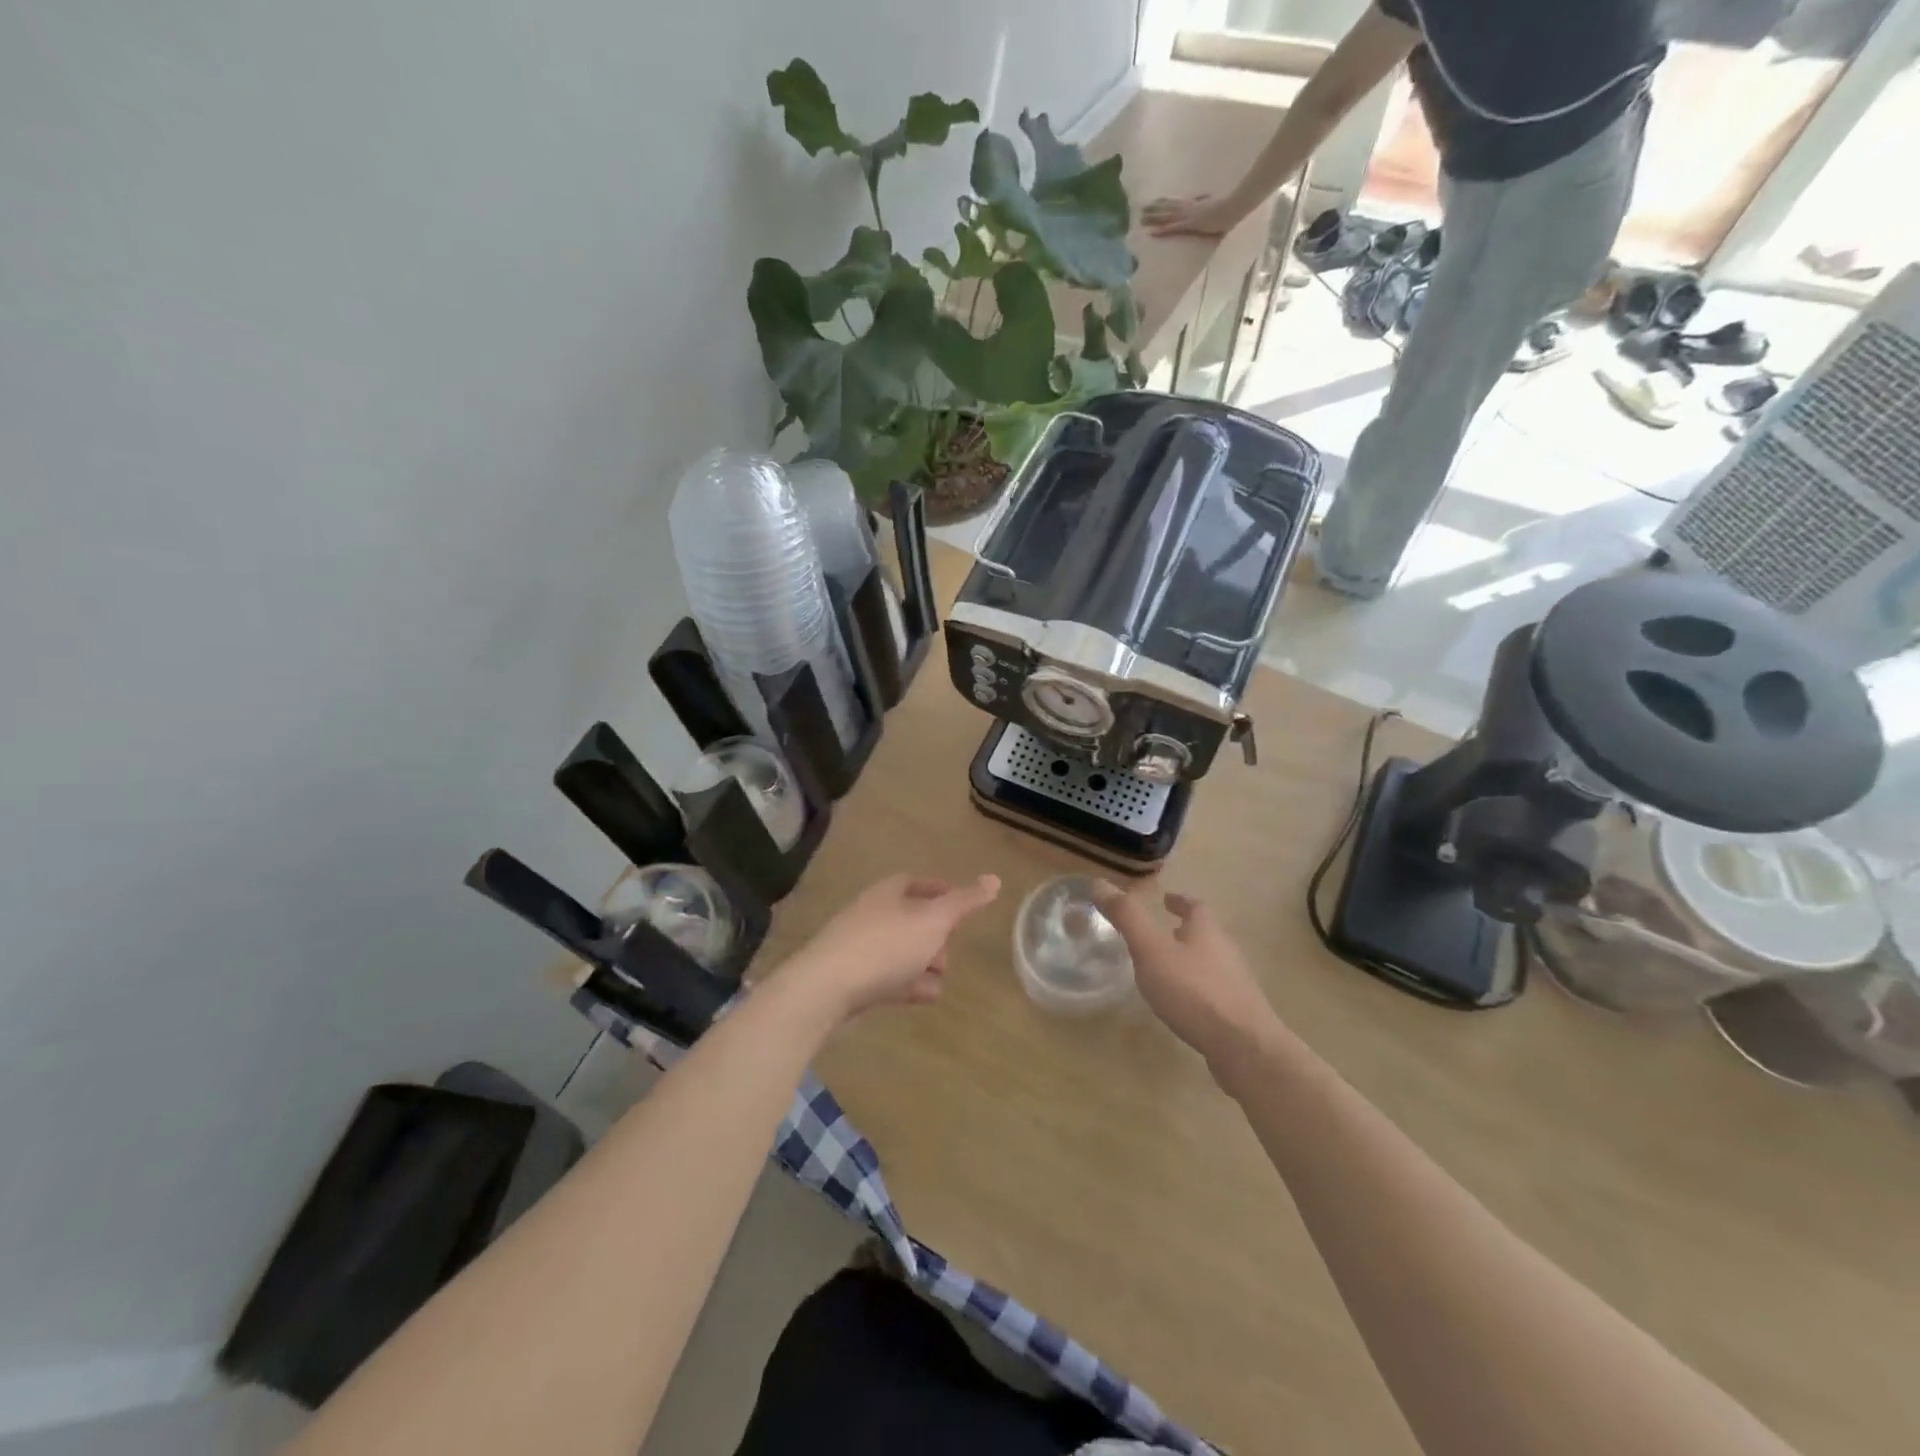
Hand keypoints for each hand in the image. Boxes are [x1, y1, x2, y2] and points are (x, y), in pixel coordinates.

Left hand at [784, 873, 1000, 1022]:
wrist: (826, 988)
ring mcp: (859, 948)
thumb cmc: (886, 945)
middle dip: (935, 933)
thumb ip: (964, 902)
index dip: (940, 890)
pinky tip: (925, 995)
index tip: (960, 904)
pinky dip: (908, 983)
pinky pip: (887, 977)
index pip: (916, 882)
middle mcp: (871, 914)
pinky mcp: (852, 979)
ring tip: (941, 978)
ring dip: (923, 962)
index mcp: (888, 893)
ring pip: (900, 950)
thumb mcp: (933, 920)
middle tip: (951, 948)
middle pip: (909, 917)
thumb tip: (994, 878)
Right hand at [1097, 888, 1279, 1067]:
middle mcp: (1226, 952)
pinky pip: (1214, 992)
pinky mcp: (1238, 1014)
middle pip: (1206, 934)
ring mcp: (1236, 984)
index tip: (1166, 900)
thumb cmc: (1193, 991)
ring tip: (1167, 969)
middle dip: (1185, 931)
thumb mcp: (1151, 950)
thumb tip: (1099, 883)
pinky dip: (1197, 989)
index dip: (1179, 901)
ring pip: (1211, 963)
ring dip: (1191, 960)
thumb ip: (1128, 918)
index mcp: (1207, 931)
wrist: (1244, 1047)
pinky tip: (1182, 1005)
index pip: (1195, 906)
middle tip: (1162, 933)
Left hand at [1141, 193, 1243, 237]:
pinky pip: (1171, 228)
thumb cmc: (1227, 207)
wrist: (1233, 207)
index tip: (1153, 202)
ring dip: (1153, 219)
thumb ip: (1206, 201)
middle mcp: (1188, 208)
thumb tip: (1204, 199)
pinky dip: (1161, 230)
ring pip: (1166, 217)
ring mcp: (1187, 215)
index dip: (1163, 202)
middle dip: (1153, 210)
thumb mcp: (1214, 203)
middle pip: (1167, 208)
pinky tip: (1151, 233)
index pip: (1175, 202)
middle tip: (1140, 210)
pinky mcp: (1189, 224)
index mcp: (1194, 204)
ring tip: (1140, 220)